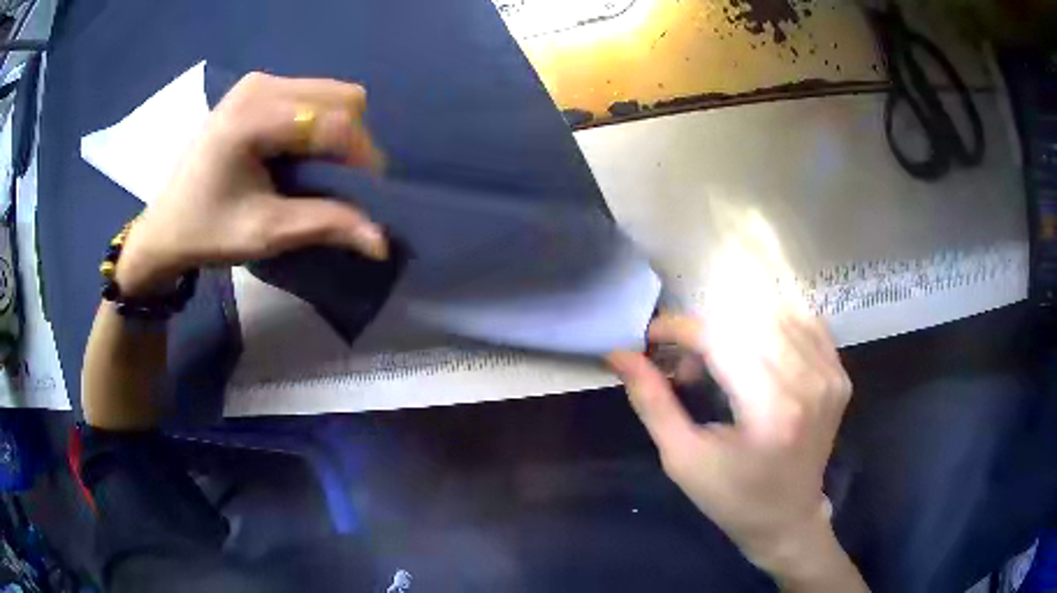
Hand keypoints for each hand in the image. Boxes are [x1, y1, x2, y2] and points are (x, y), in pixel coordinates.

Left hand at [116, 72, 388, 296]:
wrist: (166, 226)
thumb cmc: (207, 231)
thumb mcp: (265, 233)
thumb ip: (326, 225)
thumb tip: (383, 241)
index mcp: (253, 115)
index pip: (333, 121)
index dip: (361, 159)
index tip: (365, 198)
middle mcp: (262, 84)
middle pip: (342, 98)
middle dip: (354, 144)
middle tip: (341, 185)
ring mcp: (260, 81)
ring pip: (334, 93)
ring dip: (341, 133)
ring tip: (320, 171)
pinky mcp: (259, 88)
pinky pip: (316, 95)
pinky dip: (324, 125)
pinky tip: (303, 154)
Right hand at [608, 306, 852, 577]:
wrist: (788, 518)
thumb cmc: (731, 498)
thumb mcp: (682, 458)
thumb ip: (652, 401)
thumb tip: (620, 354)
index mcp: (771, 410)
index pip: (722, 338)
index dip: (680, 329)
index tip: (651, 336)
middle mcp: (810, 381)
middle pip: (746, 321)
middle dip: (704, 333)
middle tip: (685, 367)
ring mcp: (831, 373)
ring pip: (773, 314)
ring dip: (736, 328)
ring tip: (720, 364)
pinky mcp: (839, 371)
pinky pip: (802, 322)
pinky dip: (770, 327)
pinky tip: (755, 354)